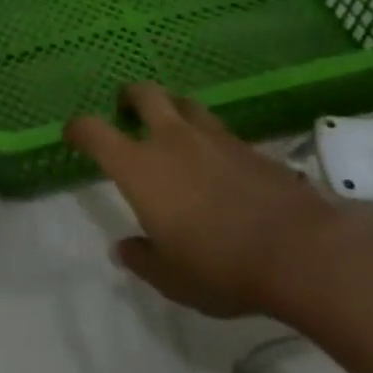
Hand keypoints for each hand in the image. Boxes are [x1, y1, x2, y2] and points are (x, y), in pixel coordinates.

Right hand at [65, 83, 371, 320]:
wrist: (299, 252)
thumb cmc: (220, 266)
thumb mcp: (172, 278)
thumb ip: (142, 259)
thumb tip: (123, 249)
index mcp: (139, 166)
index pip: (94, 131)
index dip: (78, 128)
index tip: (73, 134)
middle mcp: (172, 139)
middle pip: (145, 94)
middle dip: (130, 97)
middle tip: (127, 109)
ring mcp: (214, 138)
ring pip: (185, 104)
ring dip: (173, 109)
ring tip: (173, 130)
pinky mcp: (250, 147)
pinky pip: (219, 130)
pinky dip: (209, 138)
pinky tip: (217, 162)